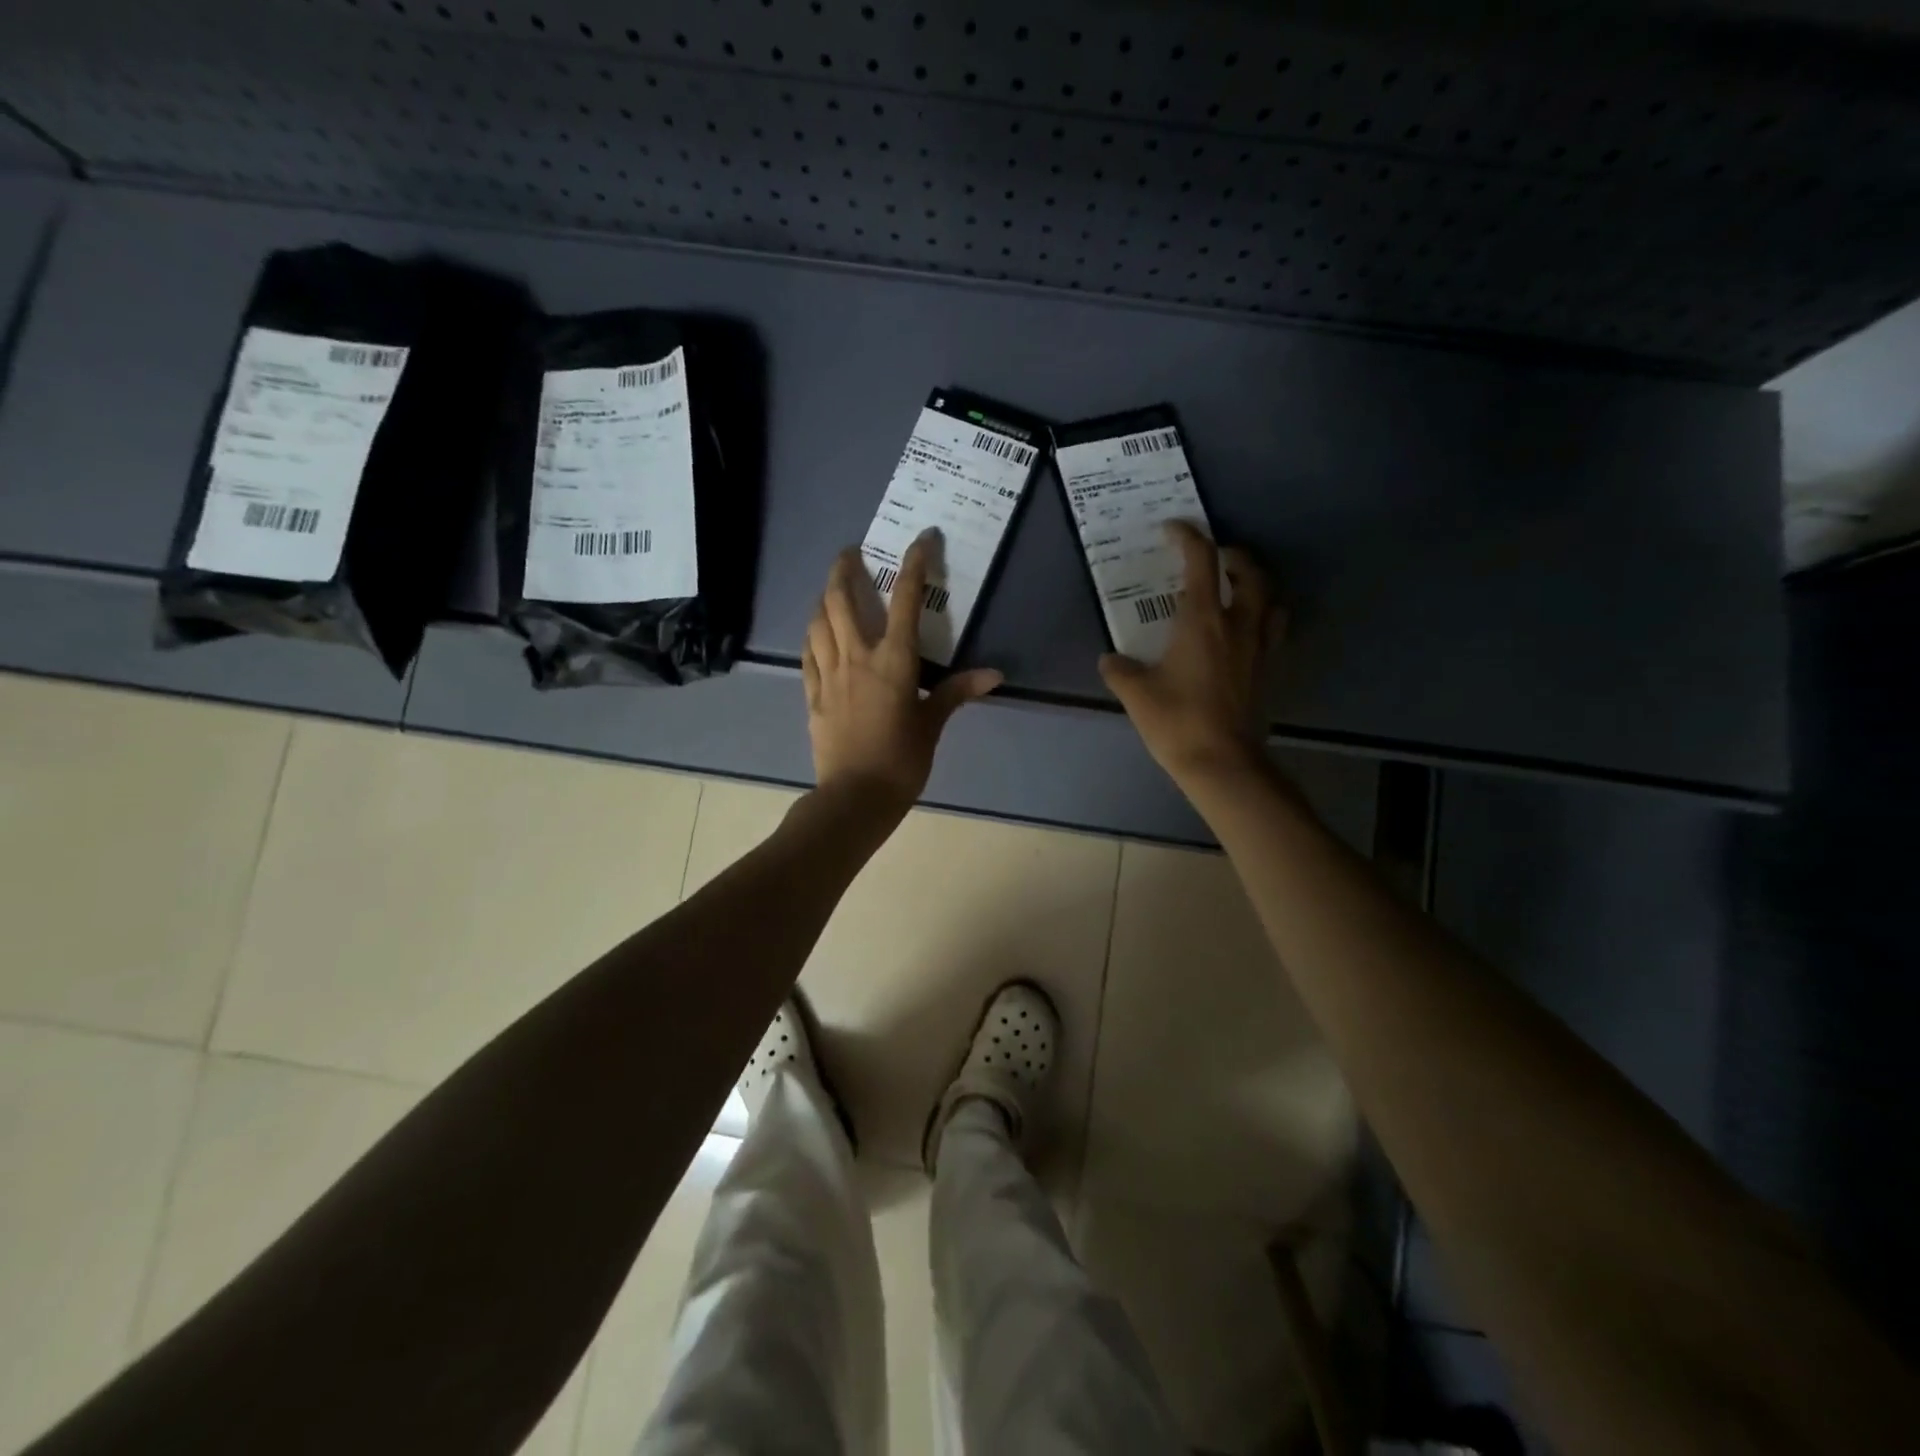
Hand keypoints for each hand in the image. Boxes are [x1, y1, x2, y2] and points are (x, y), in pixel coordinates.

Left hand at [802, 533, 1001, 812]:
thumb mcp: (933, 725)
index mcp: (893, 661)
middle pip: (841, 599)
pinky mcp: (812, 696)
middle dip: (844, 568)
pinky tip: (816, 633)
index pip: (906, 600)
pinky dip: (812, 635)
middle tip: (851, 553)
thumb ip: (957, 692)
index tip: (921, 539)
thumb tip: (994, 675)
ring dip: (823, 598)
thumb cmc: (901, 761)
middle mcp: (856, 657)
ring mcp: (828, 675)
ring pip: (818, 622)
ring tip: (831, 589)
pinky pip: (807, 655)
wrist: (855, 797)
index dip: (914, 564)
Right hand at [1098, 521, 1279, 787]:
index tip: (1172, 530)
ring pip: (1270, 598)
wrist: (1222, 763)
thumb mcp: (1136, 694)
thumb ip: (1120, 670)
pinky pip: (1273, 629)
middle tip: (1212, 558)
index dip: (1187, 536)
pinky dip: (1263, 616)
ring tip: (1235, 589)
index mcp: (1203, 620)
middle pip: (1249, 571)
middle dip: (1231, 555)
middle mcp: (1237, 624)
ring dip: (1255, 584)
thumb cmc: (1177, 722)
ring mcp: (1258, 647)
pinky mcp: (1268, 670)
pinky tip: (1243, 631)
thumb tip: (1110, 659)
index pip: (1201, 560)